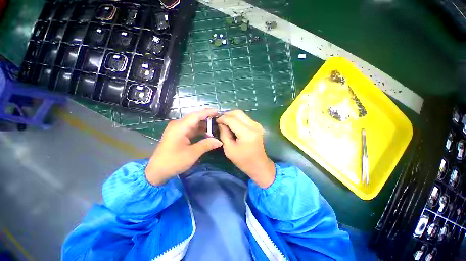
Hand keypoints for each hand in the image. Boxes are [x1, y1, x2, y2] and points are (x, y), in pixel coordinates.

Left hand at [145, 109, 222, 184]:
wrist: (157, 171)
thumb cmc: (174, 161)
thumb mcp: (192, 154)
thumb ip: (206, 145)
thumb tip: (219, 141)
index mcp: (180, 127)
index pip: (196, 116)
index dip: (207, 112)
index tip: (217, 111)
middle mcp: (178, 125)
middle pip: (195, 118)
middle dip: (207, 119)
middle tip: (218, 120)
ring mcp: (177, 129)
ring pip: (193, 124)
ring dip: (203, 126)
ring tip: (215, 127)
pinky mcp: (177, 134)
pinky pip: (190, 129)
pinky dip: (199, 131)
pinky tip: (206, 134)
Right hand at [217, 110, 275, 187]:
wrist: (258, 165)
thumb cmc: (243, 160)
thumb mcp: (229, 149)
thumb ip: (224, 134)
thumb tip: (221, 123)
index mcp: (247, 133)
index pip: (232, 120)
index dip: (222, 118)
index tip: (215, 121)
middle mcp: (253, 126)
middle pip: (238, 113)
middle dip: (227, 115)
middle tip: (220, 121)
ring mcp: (257, 125)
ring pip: (241, 114)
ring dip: (232, 116)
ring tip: (225, 123)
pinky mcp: (257, 126)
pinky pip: (245, 118)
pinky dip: (237, 119)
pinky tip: (232, 125)